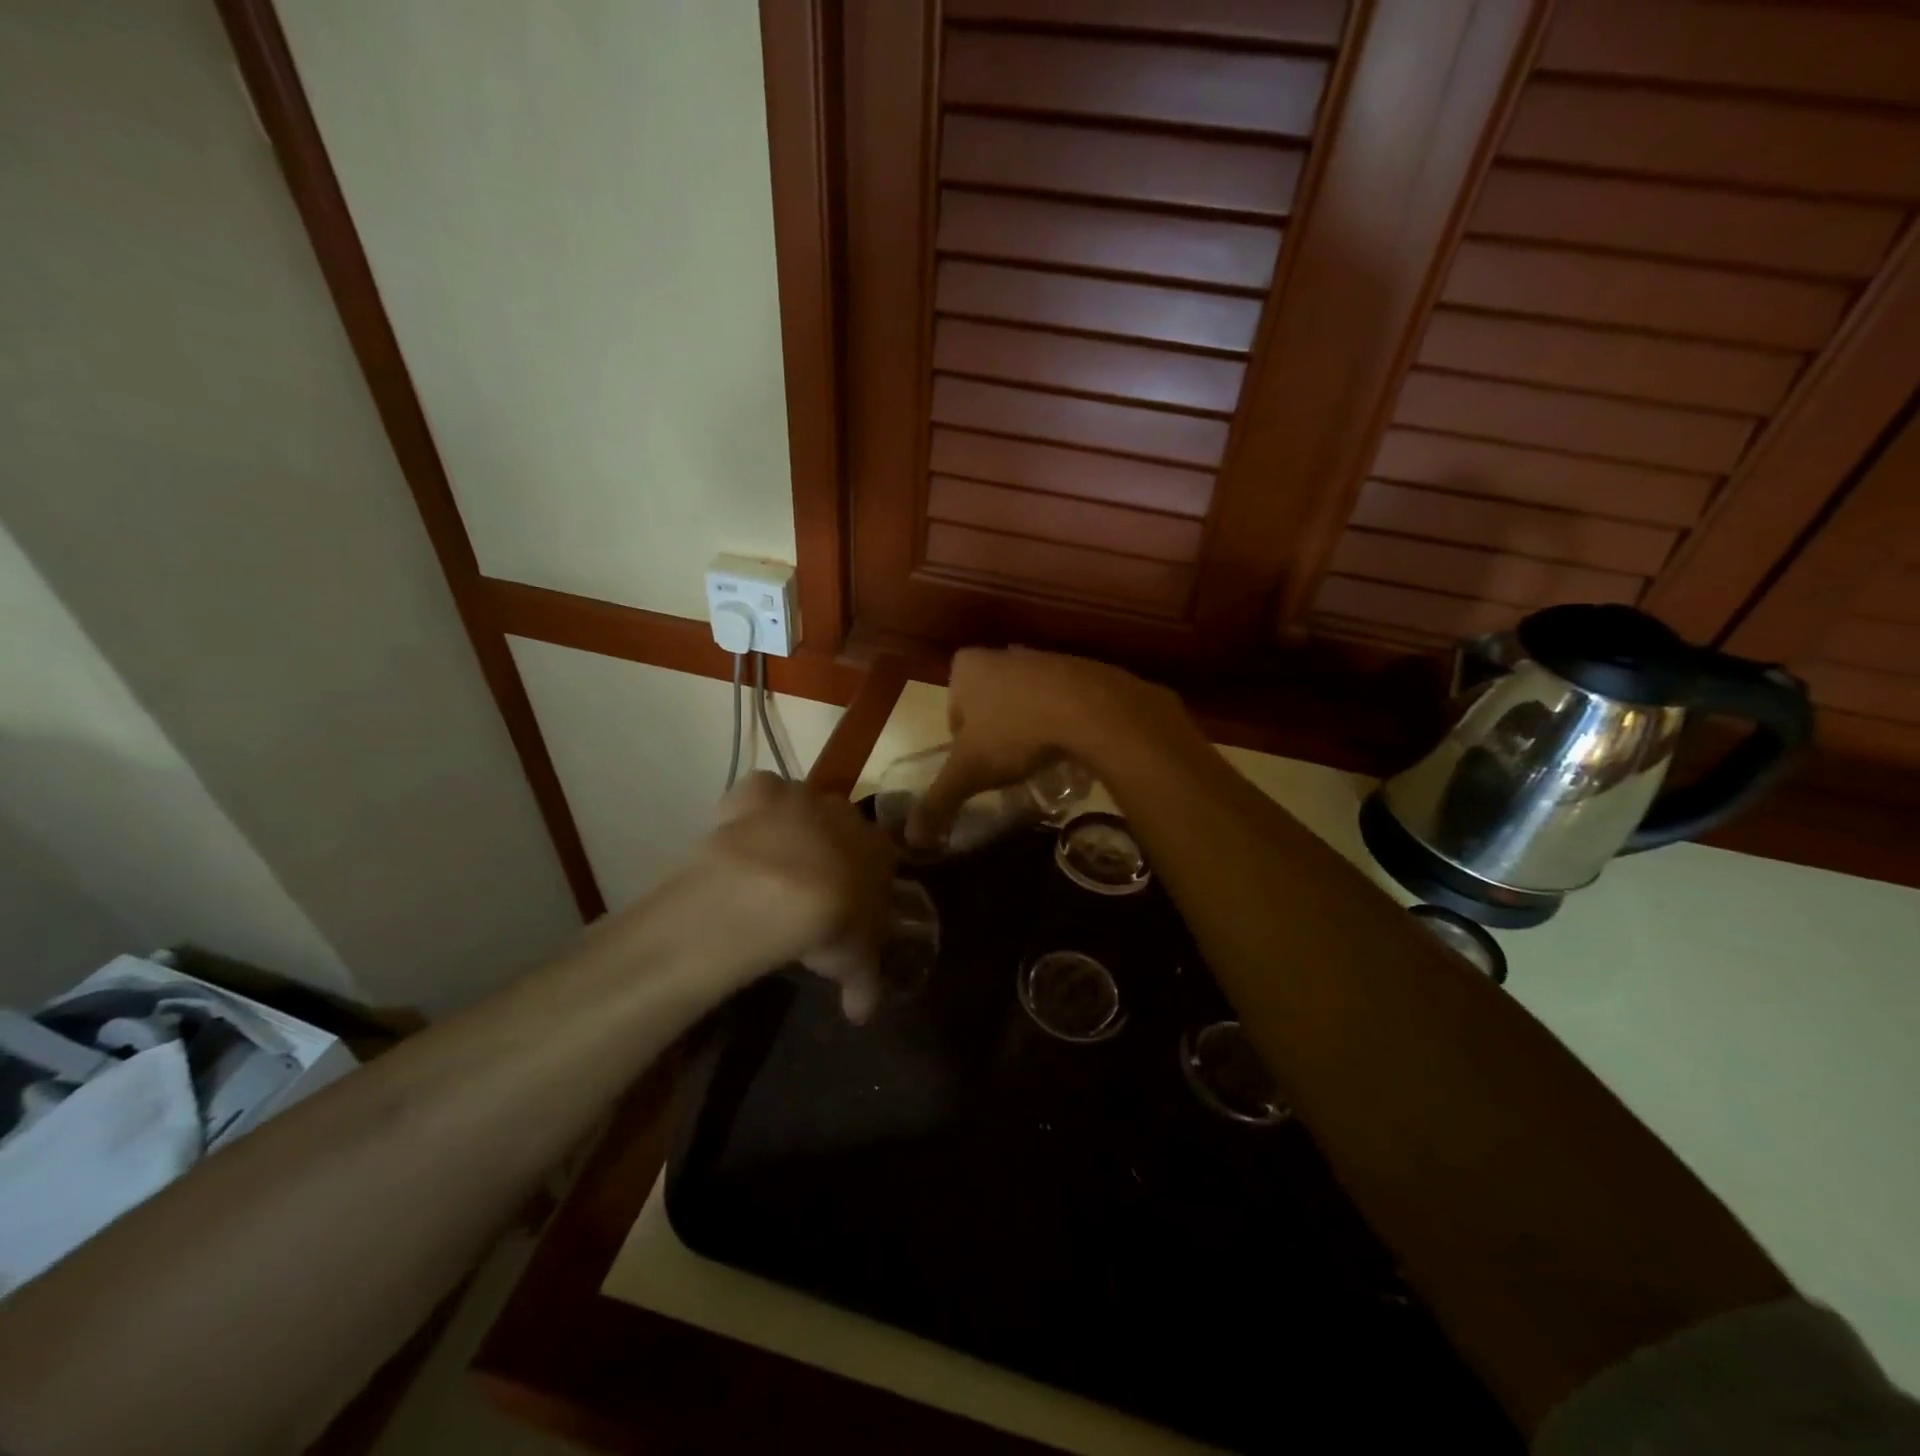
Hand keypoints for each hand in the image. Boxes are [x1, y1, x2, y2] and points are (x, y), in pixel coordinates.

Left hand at [700, 772, 895, 1020]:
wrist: (776, 890)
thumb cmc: (830, 923)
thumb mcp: (853, 962)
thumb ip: (864, 983)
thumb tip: (862, 1014)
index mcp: (878, 850)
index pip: (882, 859)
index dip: (865, 881)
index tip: (849, 907)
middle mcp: (845, 816)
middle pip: (844, 828)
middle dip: (831, 851)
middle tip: (809, 888)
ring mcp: (801, 799)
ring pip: (804, 806)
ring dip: (794, 828)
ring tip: (772, 866)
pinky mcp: (758, 791)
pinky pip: (761, 792)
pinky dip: (754, 807)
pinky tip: (743, 833)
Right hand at [910, 647, 1186, 848]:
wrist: (1090, 709)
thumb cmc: (1015, 732)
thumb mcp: (969, 772)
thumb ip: (939, 801)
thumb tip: (913, 838)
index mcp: (966, 667)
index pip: (952, 712)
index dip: (963, 744)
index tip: (981, 765)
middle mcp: (1001, 654)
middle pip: (988, 705)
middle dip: (996, 732)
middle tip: (1008, 764)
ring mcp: (1042, 657)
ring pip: (1024, 701)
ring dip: (1028, 725)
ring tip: (1039, 758)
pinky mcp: (1079, 668)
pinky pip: (1059, 700)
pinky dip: (1059, 720)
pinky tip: (1067, 744)